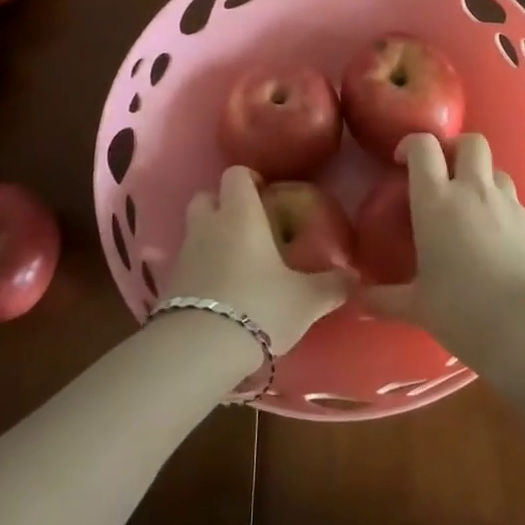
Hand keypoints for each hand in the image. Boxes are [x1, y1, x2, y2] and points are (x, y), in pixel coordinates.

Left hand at [162, 167, 347, 354]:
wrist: (198, 351)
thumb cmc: (259, 307)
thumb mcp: (306, 300)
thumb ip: (332, 285)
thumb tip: (355, 277)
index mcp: (241, 214)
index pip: (236, 174)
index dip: (250, 179)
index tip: (267, 194)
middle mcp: (208, 225)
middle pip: (206, 196)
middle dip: (223, 205)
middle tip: (249, 226)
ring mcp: (184, 254)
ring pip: (195, 230)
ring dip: (211, 238)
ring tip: (237, 263)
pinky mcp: (168, 286)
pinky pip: (187, 264)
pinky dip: (201, 269)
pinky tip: (221, 293)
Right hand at [366, 133, 524, 362]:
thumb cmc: (462, 311)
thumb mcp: (417, 307)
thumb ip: (384, 299)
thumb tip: (357, 301)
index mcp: (436, 201)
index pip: (423, 147)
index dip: (411, 144)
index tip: (401, 160)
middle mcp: (473, 191)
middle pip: (470, 142)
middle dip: (455, 148)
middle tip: (443, 172)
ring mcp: (507, 203)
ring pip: (495, 169)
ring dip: (481, 178)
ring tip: (471, 206)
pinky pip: (514, 201)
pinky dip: (501, 207)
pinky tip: (496, 237)